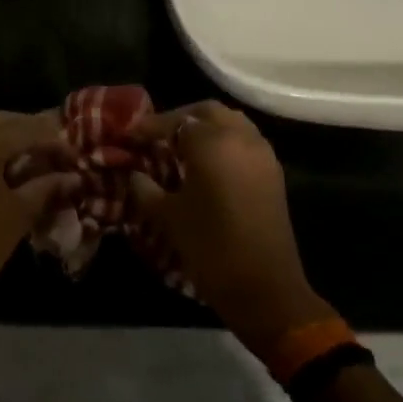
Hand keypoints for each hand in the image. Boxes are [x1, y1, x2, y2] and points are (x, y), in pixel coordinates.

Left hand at [0, 110, 73, 341]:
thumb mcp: (20, 214)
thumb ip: (48, 186)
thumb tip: (75, 177)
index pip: (26, 129)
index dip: (55, 139)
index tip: (78, 154)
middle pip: (4, 122)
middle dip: (34, 132)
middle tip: (62, 150)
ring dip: (15, 141)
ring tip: (44, 159)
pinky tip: (17, 170)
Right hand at [132, 102, 336, 353]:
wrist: (265, 289)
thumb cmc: (211, 248)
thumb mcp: (168, 217)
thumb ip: (146, 189)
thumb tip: (135, 174)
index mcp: (213, 143)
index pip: (176, 122)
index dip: (149, 127)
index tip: (129, 136)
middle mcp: (241, 138)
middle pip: (207, 112)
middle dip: (180, 118)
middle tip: (156, 136)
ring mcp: (262, 154)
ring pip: (231, 123)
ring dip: (206, 127)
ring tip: (180, 148)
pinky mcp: (273, 173)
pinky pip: (245, 142)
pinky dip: (224, 142)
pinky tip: (206, 165)